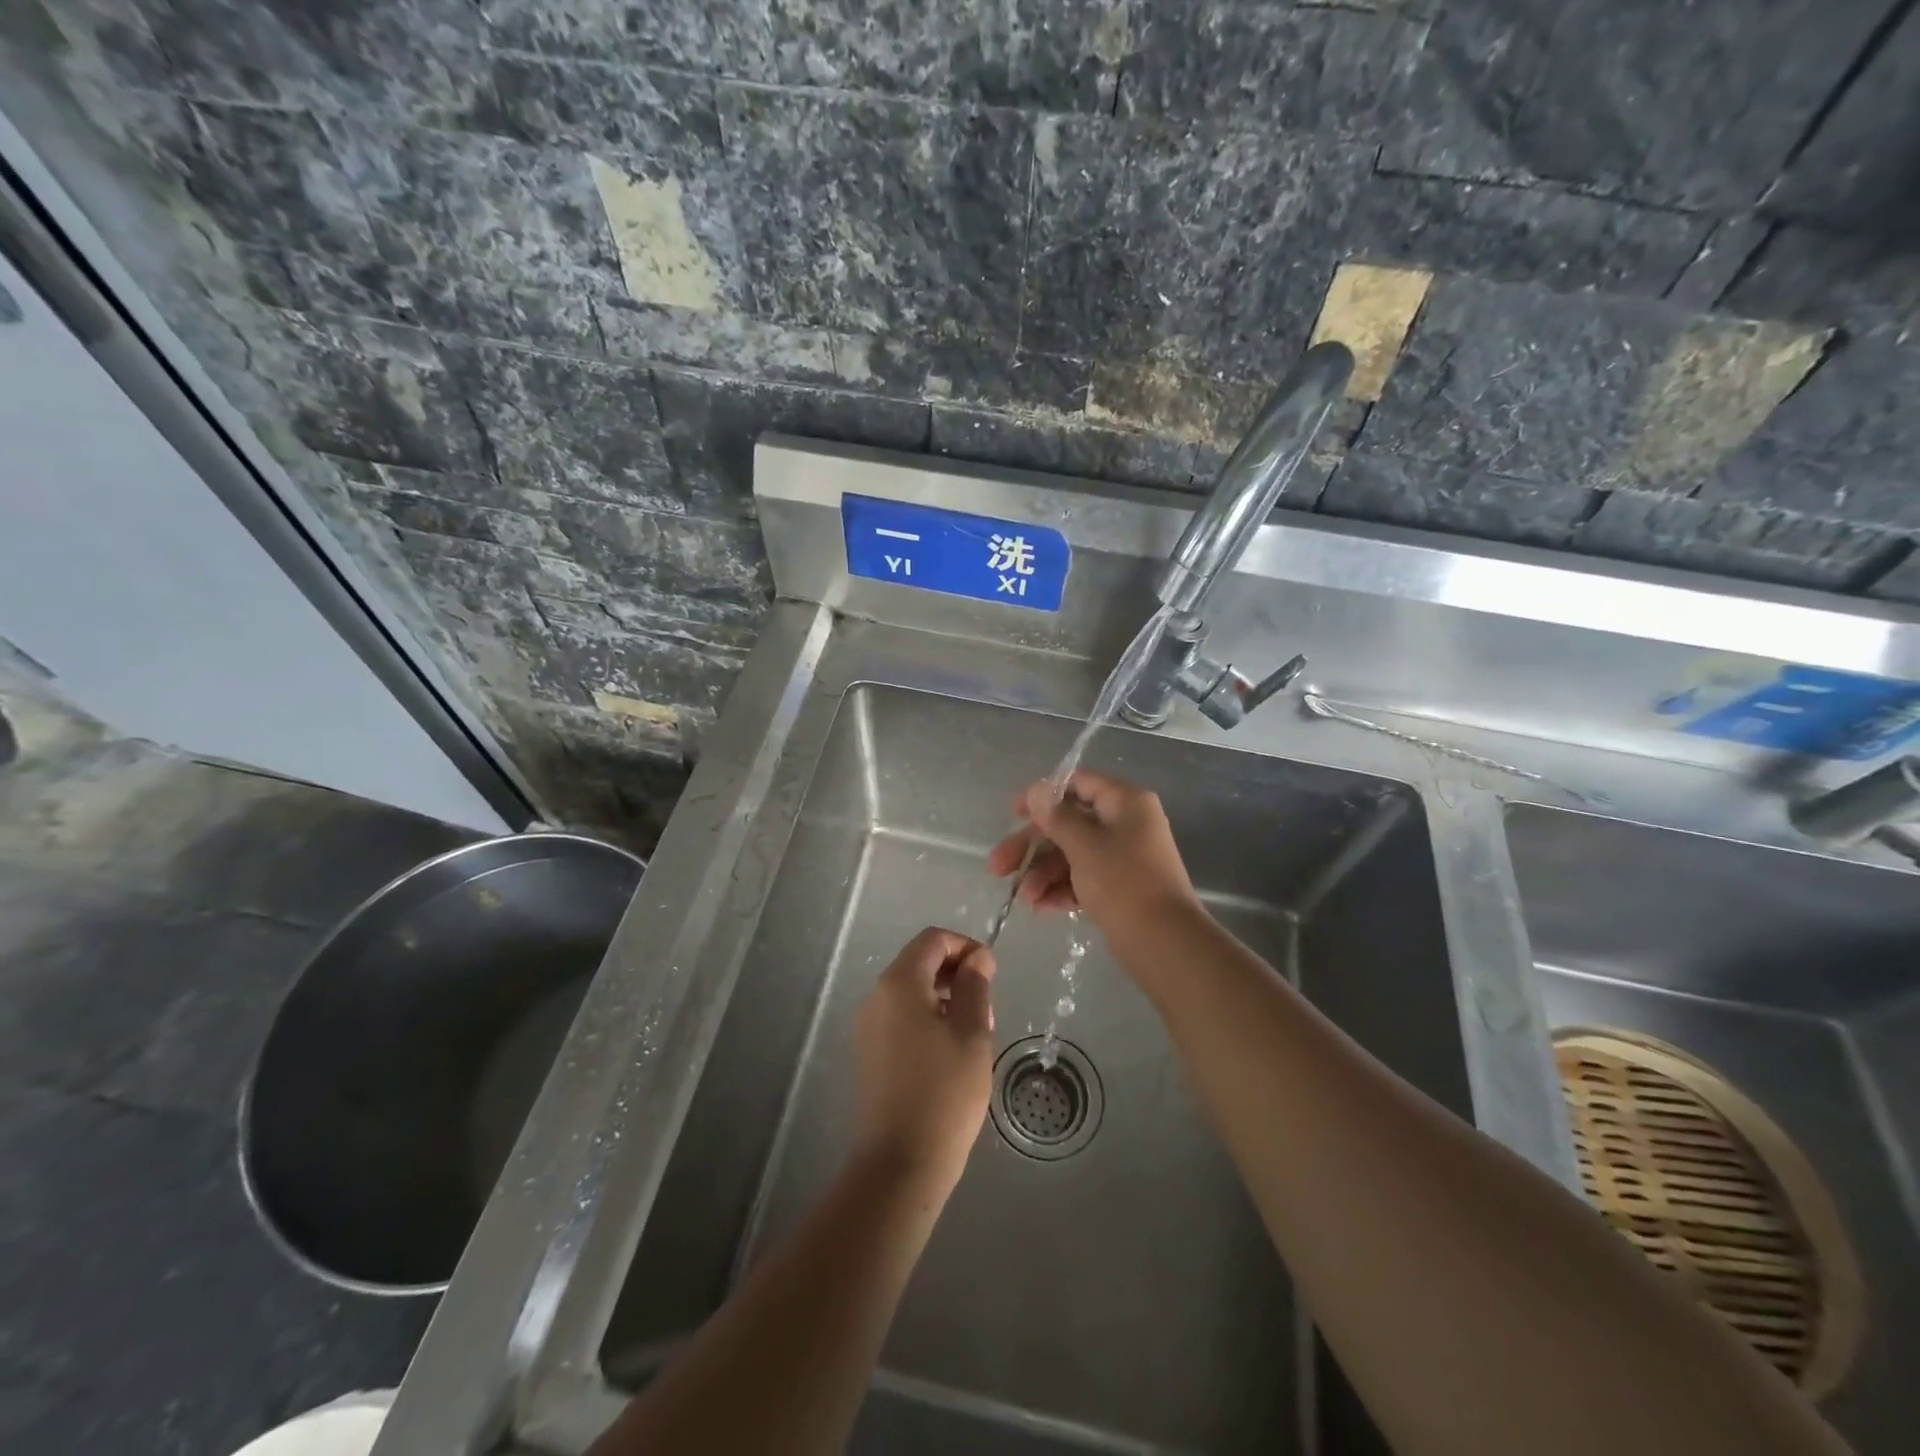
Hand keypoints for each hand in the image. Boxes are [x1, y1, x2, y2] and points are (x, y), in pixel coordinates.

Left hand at [853, 928, 996, 1192]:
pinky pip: (901, 1018)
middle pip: (920, 963)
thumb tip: (977, 958)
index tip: (991, 974)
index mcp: (899, 984)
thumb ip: (974, 987)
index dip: (966, 947)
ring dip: (945, 999)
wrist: (900, 1163)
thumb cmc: (944, 1092)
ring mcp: (868, 1026)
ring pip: (912, 992)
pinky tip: (950, 1054)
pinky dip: (928, 1020)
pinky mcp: (869, 1053)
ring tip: (974, 1034)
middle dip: (956, 975)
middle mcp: (877, 997)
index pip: (933, 940)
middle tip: (986, 1009)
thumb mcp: (971, 1033)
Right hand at [986, 770, 1198, 933]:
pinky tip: (1039, 907)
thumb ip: (1057, 817)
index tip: (1014, 814)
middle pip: (1068, 823)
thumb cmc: (1124, 883)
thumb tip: (1036, 790)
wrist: (1165, 944)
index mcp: (1125, 803)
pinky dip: (1061, 889)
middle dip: (1032, 846)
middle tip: (997, 866)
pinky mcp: (1119, 887)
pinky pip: (1083, 879)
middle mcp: (1125, 824)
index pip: (1078, 784)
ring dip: (1043, 873)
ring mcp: (1123, 857)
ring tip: (1023, 898)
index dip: (1044, 795)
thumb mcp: (1084, 846)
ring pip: (1071, 854)